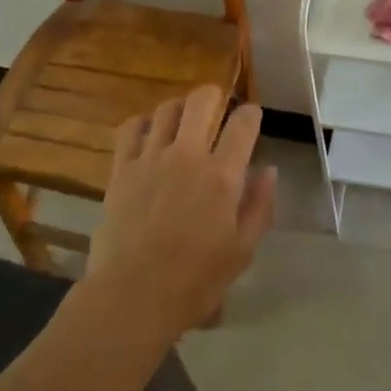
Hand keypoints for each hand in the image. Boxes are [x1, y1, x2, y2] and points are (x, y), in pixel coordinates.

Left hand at [87, 85, 277, 340]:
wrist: (133, 295)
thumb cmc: (195, 281)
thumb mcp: (242, 251)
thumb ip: (259, 206)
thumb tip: (269, 170)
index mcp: (222, 175)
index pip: (242, 124)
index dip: (251, 113)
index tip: (252, 115)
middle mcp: (187, 155)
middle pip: (201, 100)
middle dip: (214, 96)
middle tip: (217, 106)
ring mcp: (150, 157)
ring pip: (166, 109)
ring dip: (179, 108)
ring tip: (183, 118)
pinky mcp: (121, 168)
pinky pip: (130, 128)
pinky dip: (142, 123)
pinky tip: (148, 133)